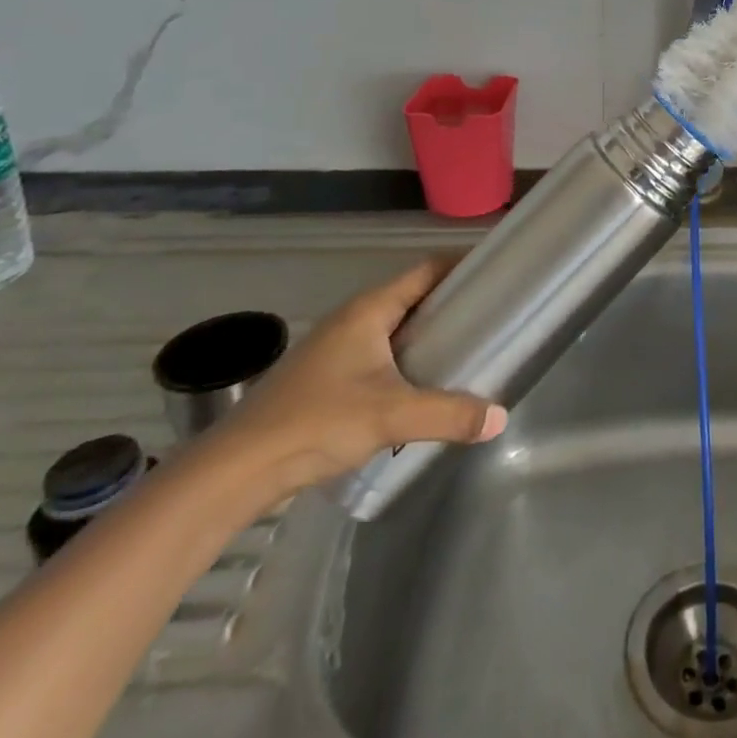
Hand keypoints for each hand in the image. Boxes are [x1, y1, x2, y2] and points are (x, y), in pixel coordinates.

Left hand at [203, 259, 505, 505]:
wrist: (236, 471)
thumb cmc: (317, 422)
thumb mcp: (392, 415)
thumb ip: (449, 414)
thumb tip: (500, 418)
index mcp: (368, 310)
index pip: (426, 270)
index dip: (461, 266)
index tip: (495, 271)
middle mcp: (352, 319)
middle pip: (412, 297)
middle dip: (450, 303)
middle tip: (491, 314)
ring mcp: (335, 349)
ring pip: (394, 328)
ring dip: (427, 334)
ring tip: (466, 349)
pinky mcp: (325, 379)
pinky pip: (378, 354)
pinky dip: (406, 359)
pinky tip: (422, 386)